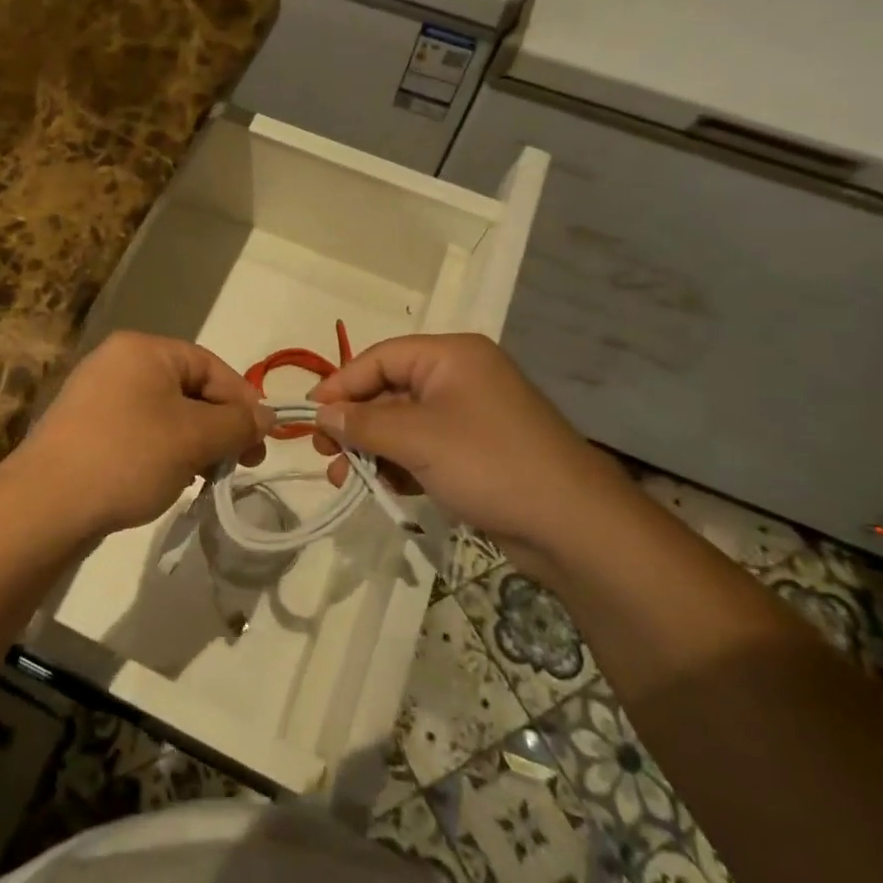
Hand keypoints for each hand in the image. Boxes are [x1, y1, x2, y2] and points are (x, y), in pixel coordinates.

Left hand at [9, 332, 271, 539]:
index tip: (262, 441)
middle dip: (218, 426)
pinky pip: (138, 432)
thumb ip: (237, 423)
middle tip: (239, 464)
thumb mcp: (194, 438)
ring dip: (193, 443)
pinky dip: (162, 452)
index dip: (243, 401)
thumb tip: (268, 416)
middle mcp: (117, 362)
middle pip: (188, 389)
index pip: (210, 365)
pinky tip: (169, 482)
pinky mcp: (84, 429)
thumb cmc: (128, 456)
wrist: (45, 504)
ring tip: (204, 477)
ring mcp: (96, 396)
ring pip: (164, 414)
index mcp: (143, 349)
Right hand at [310, 334, 621, 556]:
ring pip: (404, 424)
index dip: (341, 384)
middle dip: (354, 423)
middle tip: (323, 453)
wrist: (573, 526)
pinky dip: (399, 465)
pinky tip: (381, 489)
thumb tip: (322, 413)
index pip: (380, 357)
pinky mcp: (477, 452)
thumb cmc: (489, 463)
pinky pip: (424, 449)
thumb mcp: (417, 439)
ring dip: (372, 449)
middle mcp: (460, 378)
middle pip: (390, 390)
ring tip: (344, 480)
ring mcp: (470, 416)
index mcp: (451, 356)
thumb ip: (363, 423)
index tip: (310, 416)